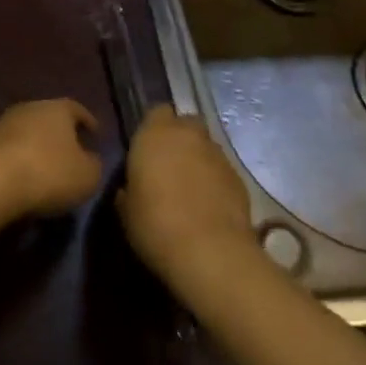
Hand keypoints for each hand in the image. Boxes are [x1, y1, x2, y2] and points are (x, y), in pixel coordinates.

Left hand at [0, 98, 102, 217]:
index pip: (77, 109)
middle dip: (62, 134)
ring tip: (48, 168)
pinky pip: (12, 148)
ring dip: (39, 146)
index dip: (88, 122)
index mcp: (58, 108)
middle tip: (73, 152)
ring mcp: (4, 123)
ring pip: (29, 132)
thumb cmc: (49, 173)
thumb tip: (91, 159)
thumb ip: (94, 164)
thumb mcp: (88, 176)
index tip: (95, 134)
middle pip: (50, 118)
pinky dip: (21, 159)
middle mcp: (30, 107)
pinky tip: (26, 176)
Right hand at [117, 108, 258, 288]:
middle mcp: (188, 135)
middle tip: (169, 165)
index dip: (153, 127)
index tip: (147, 149)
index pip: (157, 112)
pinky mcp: (239, 177)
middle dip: (180, 137)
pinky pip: (222, 170)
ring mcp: (217, 155)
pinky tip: (209, 205)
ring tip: (190, 188)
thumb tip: (130, 188)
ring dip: (198, 159)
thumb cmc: (155, 225)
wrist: (210, 253)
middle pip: (186, 123)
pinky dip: (215, 180)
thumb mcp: (126, 210)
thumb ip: (128, 188)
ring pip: (206, 146)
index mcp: (154, 134)